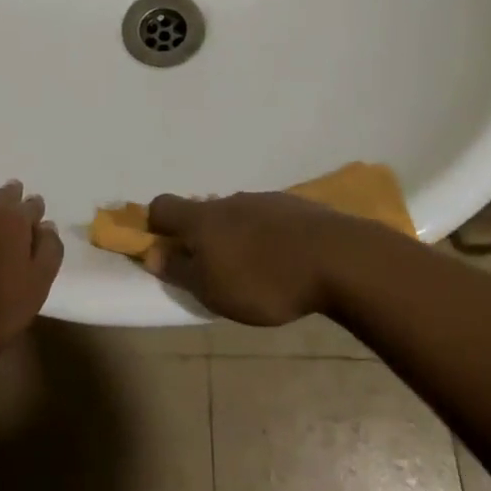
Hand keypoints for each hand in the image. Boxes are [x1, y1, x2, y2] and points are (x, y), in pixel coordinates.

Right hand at [143, 191, 364, 324]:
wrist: (338, 258)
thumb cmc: (264, 280)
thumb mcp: (212, 290)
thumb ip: (180, 271)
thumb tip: (152, 254)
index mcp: (202, 218)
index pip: (162, 206)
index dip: (155, 226)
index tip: (162, 250)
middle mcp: (228, 201)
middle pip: (201, 211)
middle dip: (199, 236)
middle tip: (210, 269)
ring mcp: (264, 200)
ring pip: (236, 215)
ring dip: (234, 237)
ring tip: (251, 270)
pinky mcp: (295, 208)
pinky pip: (267, 220)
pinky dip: (265, 238)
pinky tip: (283, 262)